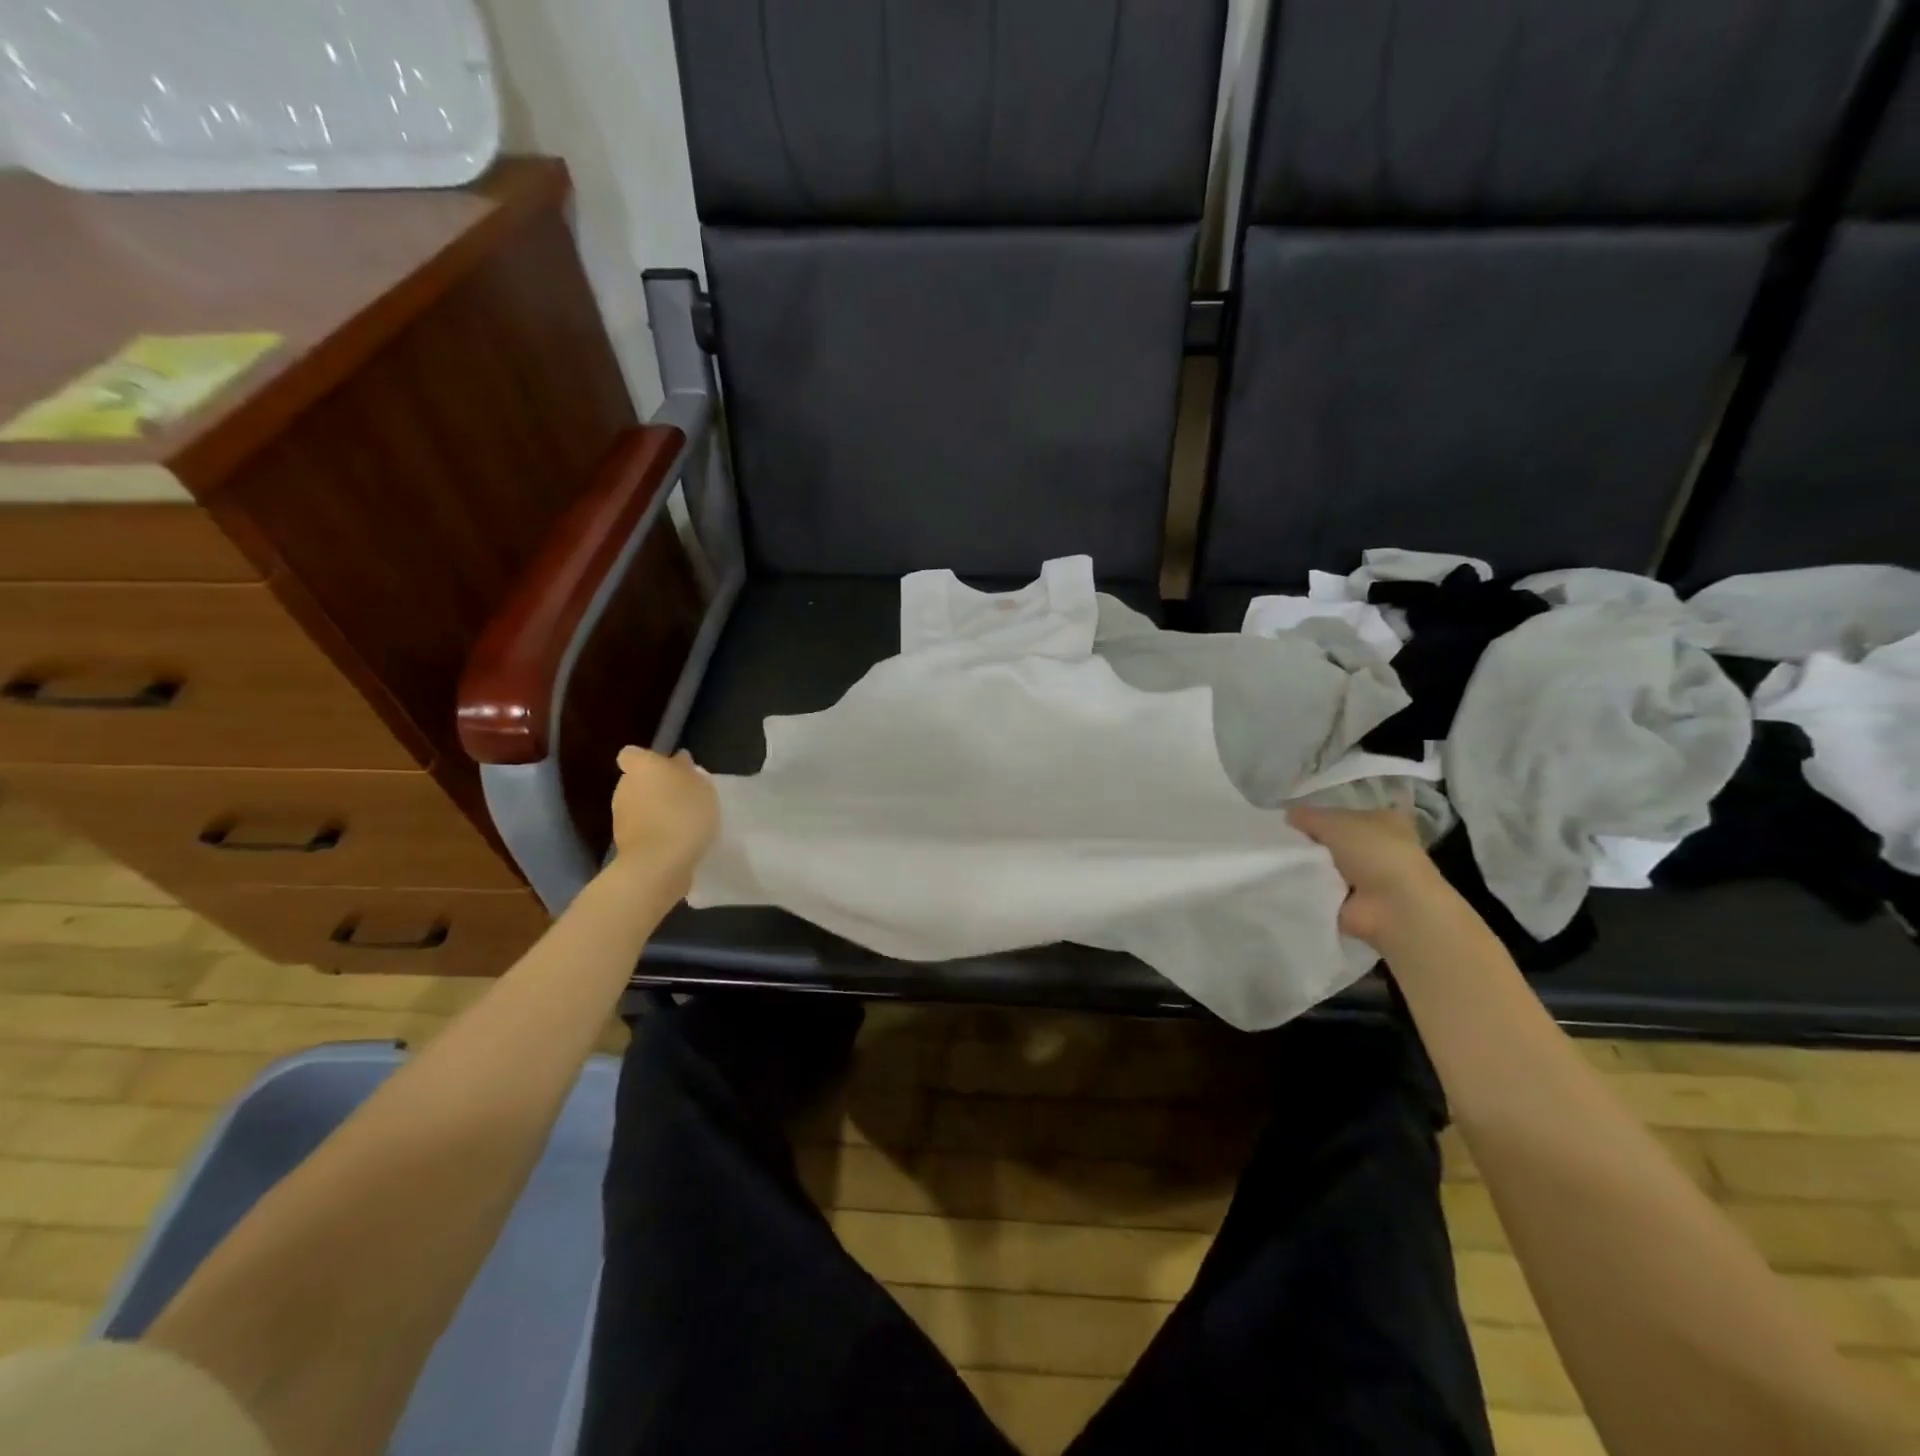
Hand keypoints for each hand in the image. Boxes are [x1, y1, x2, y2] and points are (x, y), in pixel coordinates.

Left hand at [609, 747, 718, 890]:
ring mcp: (620, 815)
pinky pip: (642, 829)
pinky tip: (675, 841)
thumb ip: (688, 770)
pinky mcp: (623, 842)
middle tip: (683, 798)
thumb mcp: (701, 785)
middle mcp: (625, 786)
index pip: (633, 754)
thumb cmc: (684, 813)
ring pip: (638, 805)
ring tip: (682, 823)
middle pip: (638, 780)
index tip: (669, 771)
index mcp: (642, 767)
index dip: (649, 761)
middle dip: (656, 787)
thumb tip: (679, 761)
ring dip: (655, 811)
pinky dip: (654, 832)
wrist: (659, 862)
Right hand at [1287, 804, 1452, 948]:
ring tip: (1278, 860)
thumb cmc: (1373, 852)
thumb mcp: (1334, 822)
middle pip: (1333, 840)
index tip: (1290, 820)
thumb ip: (1308, 816)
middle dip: (1309, 841)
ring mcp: (1366, 877)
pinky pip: (1321, 889)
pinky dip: (1307, 888)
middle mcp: (1377, 846)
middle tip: (1278, 840)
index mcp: (1382, 820)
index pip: (1345, 813)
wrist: (1393, 906)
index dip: (1319, 815)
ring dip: (1306, 865)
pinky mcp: (1353, 902)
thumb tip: (1288, 814)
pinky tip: (1286, 881)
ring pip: (1325, 864)